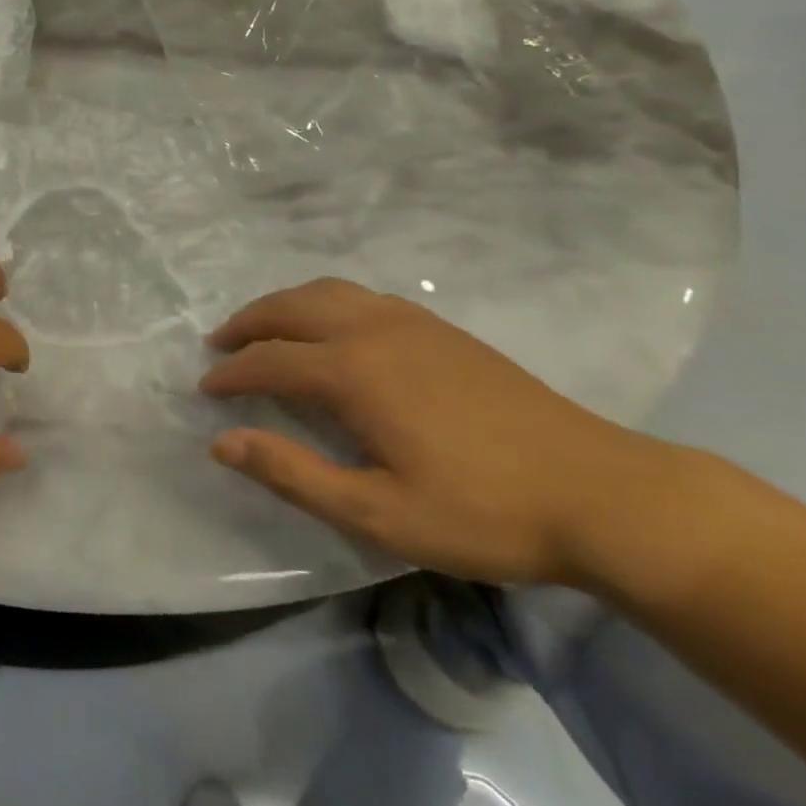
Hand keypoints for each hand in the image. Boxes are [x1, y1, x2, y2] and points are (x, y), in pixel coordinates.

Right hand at [200, 278, 673, 585]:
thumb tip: (222, 443)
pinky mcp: (439, 328)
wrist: (601, 493)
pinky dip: (324, 301)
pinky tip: (332, 328)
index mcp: (352, 371)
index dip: (230, 374)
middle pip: (290, 308)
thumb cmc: (484, 512)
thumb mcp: (379, 514)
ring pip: (325, 291)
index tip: (205, 389)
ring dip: (284, 305)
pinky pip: (360, 295)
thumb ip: (293, 474)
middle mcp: (372, 329)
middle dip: (247, 323)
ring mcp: (409, 321)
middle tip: (220, 344)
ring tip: (264, 327)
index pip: (269, 360)